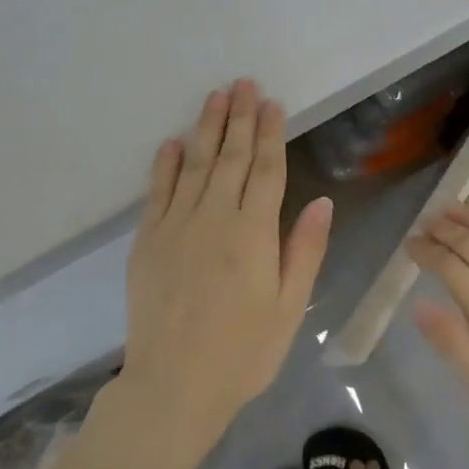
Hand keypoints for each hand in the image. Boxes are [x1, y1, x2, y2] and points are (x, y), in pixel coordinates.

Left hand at [118, 79, 332, 451]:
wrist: (174, 385)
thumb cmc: (243, 353)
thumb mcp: (289, 308)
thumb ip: (304, 251)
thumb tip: (321, 201)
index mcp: (254, 234)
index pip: (266, 170)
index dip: (271, 134)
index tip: (272, 103)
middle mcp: (215, 218)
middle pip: (230, 157)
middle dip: (239, 117)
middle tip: (243, 83)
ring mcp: (176, 226)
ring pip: (194, 164)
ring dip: (205, 128)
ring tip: (215, 96)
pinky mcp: (147, 240)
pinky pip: (157, 191)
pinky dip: (165, 163)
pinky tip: (172, 142)